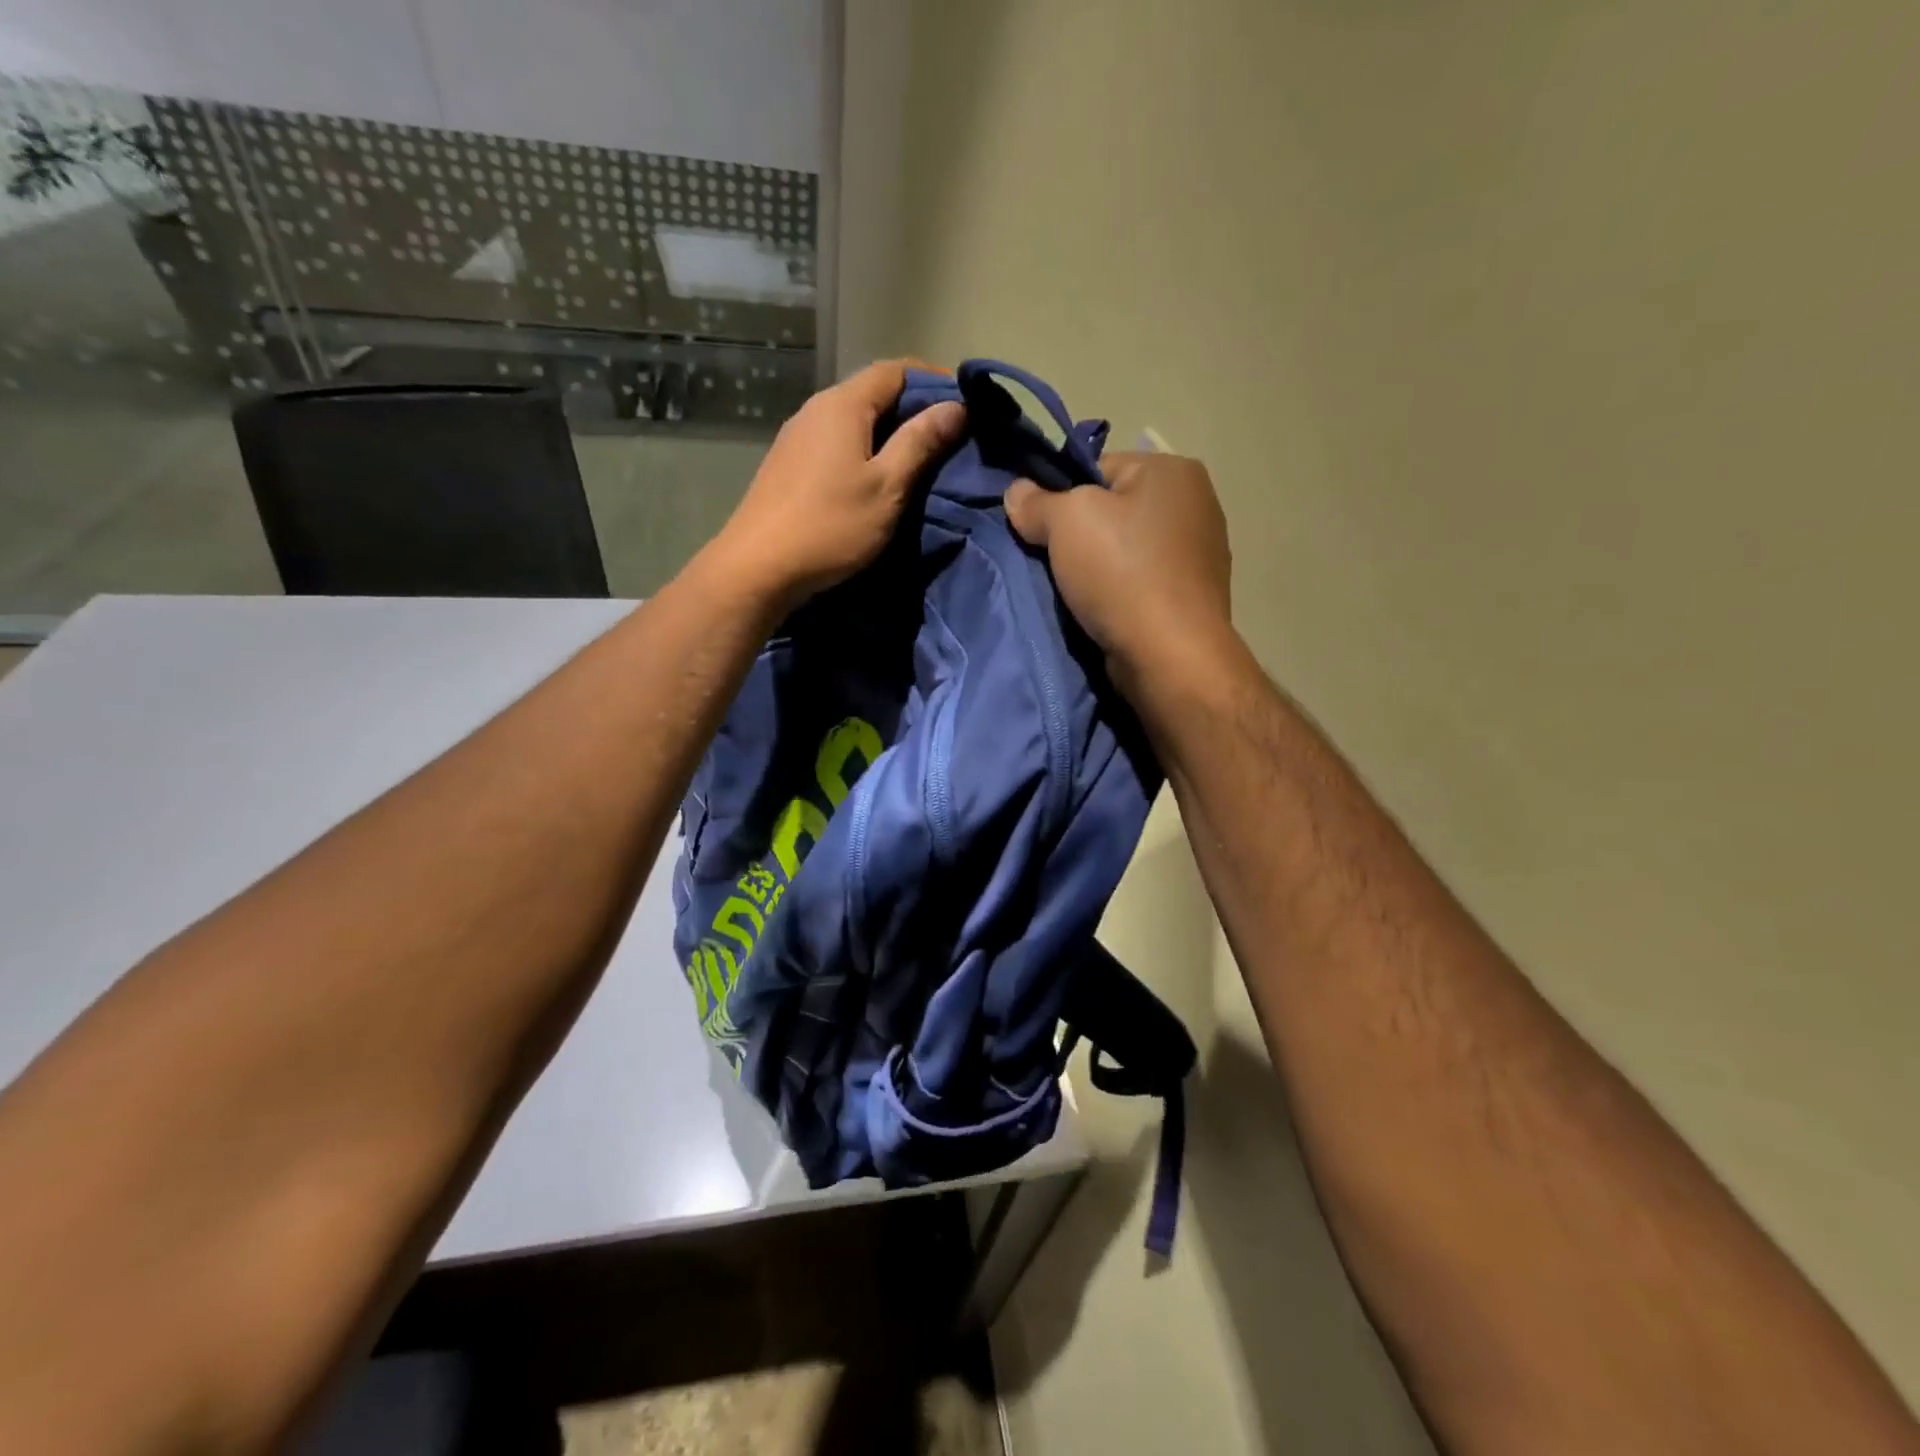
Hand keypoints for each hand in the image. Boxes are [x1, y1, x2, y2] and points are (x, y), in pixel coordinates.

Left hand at [709, 360, 964, 610]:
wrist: (758, 568)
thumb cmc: (830, 526)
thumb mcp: (887, 486)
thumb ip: (920, 443)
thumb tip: (955, 406)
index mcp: (843, 405)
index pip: (895, 369)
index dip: (933, 380)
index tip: (963, 405)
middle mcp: (815, 409)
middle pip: (872, 393)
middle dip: (912, 409)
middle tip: (948, 439)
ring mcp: (796, 437)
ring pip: (852, 421)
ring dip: (887, 433)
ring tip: (917, 462)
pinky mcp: (788, 466)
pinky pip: (835, 444)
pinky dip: (862, 451)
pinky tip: (874, 480)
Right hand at [1004, 451, 1233, 688]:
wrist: (1169, 656)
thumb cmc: (1121, 573)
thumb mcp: (1065, 522)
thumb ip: (1035, 501)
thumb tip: (1017, 492)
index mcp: (1174, 469)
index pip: (1099, 468)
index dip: (1062, 496)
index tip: (1041, 529)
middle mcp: (1197, 503)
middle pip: (1114, 510)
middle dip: (1080, 535)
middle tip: (1052, 563)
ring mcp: (1201, 553)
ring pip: (1127, 549)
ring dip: (1099, 568)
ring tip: (1075, 593)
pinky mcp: (1194, 596)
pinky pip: (1143, 582)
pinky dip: (1121, 593)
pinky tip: (1104, 612)